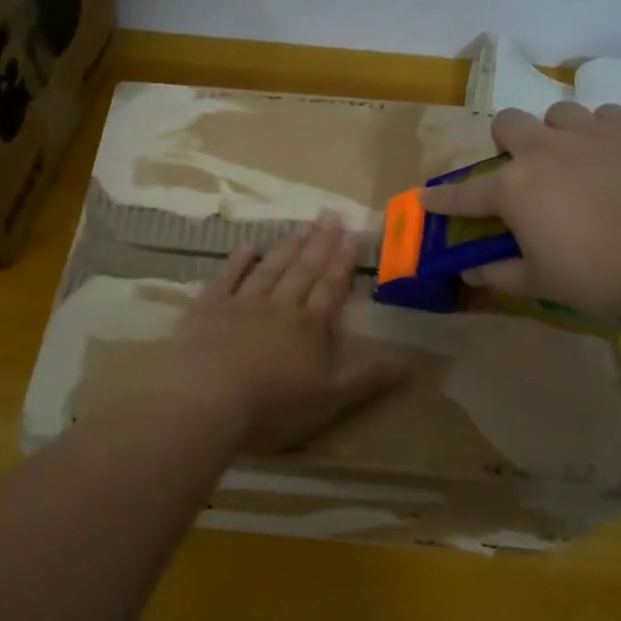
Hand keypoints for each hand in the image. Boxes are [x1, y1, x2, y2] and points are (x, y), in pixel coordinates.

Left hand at [155, 212, 410, 453]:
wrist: (207, 400)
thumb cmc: (273, 406)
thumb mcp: (332, 400)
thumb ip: (370, 377)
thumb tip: (413, 360)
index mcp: (310, 327)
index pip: (331, 288)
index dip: (342, 262)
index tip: (351, 234)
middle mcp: (280, 307)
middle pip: (304, 270)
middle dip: (320, 243)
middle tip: (330, 214)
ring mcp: (242, 304)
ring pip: (270, 268)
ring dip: (288, 246)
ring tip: (302, 224)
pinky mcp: (208, 309)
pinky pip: (227, 278)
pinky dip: (238, 261)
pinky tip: (246, 246)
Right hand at [422, 102, 620, 321]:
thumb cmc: (599, 275)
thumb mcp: (541, 283)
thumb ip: (499, 273)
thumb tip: (469, 272)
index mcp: (514, 188)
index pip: (465, 194)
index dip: (442, 199)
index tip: (426, 198)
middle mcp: (544, 150)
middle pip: (509, 123)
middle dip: (506, 142)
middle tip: (523, 170)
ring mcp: (591, 134)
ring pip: (558, 113)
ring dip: (556, 133)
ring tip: (573, 159)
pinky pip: (608, 115)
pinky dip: (603, 131)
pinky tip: (613, 154)